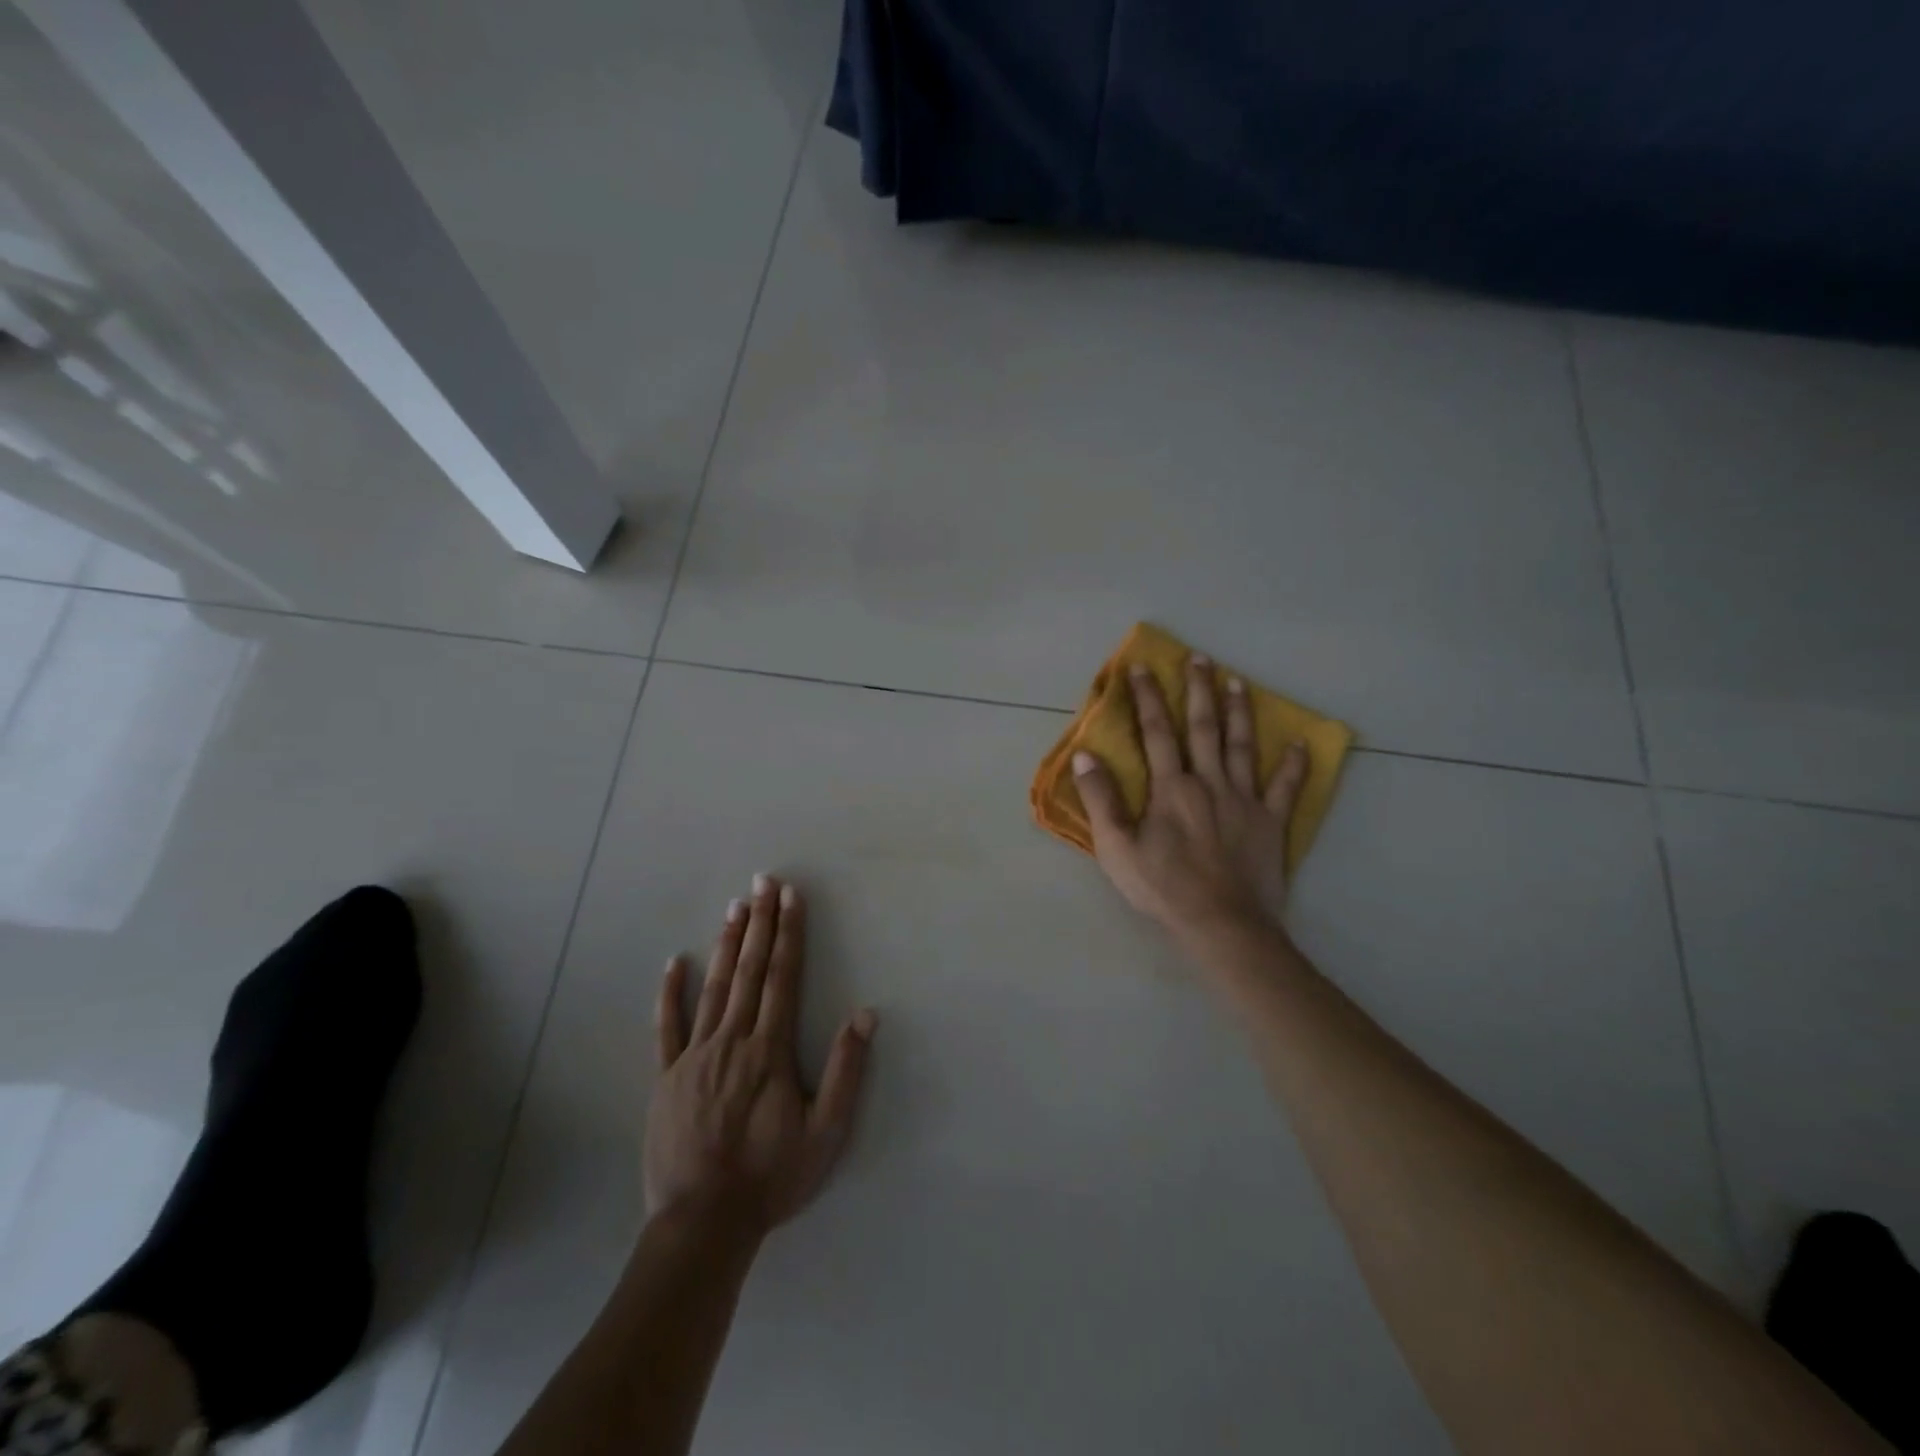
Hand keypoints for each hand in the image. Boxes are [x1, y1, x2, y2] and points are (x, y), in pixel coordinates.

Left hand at [647, 875, 875, 1234]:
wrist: (703, 1224)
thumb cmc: (771, 1177)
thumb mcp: (825, 1132)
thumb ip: (846, 1070)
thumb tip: (865, 1014)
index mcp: (769, 1049)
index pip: (783, 977)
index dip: (788, 933)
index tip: (790, 897)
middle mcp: (732, 1040)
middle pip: (749, 970)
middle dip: (759, 922)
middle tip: (763, 881)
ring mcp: (694, 1056)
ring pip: (713, 987)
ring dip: (726, 944)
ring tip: (734, 906)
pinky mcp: (665, 1077)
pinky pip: (666, 1027)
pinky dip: (671, 992)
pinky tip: (675, 962)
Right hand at [1073, 656, 1308, 941]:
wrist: (1221, 924)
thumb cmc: (1164, 887)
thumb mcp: (1116, 847)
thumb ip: (1101, 799)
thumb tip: (1084, 755)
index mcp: (1171, 787)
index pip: (1156, 732)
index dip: (1147, 698)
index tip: (1142, 667)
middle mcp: (1209, 782)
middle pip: (1204, 727)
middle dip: (1199, 690)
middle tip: (1200, 658)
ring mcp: (1244, 800)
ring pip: (1242, 746)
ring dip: (1239, 712)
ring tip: (1238, 681)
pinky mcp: (1270, 822)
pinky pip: (1285, 788)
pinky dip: (1293, 765)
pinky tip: (1300, 744)